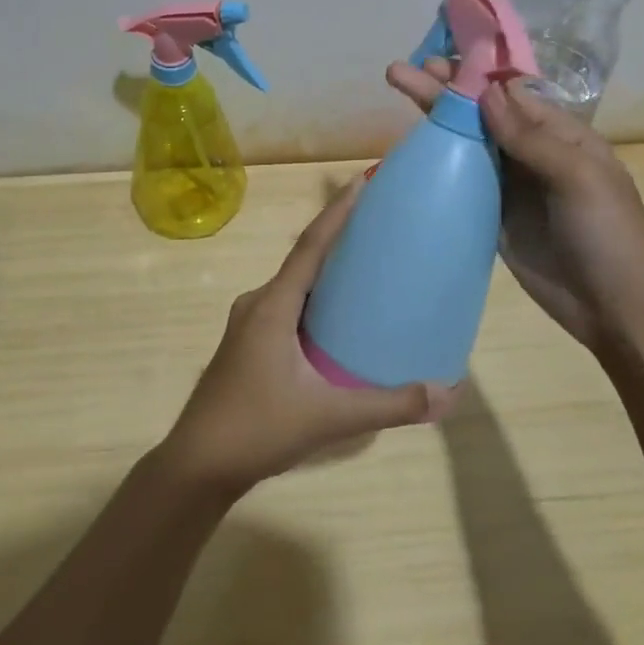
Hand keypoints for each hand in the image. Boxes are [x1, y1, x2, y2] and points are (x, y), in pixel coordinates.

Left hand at [158, 178, 454, 495]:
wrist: (198, 464)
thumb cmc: (258, 428)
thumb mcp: (329, 416)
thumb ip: (388, 405)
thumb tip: (445, 394)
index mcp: (272, 305)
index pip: (310, 246)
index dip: (337, 211)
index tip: (362, 180)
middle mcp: (258, 304)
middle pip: (303, 259)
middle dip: (338, 237)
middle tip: (379, 224)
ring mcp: (248, 325)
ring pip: (294, 286)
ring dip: (326, 271)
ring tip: (365, 268)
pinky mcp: (247, 345)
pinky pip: (287, 306)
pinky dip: (314, 300)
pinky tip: (337, 321)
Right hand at [386, 59, 643, 354]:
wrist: (614, 306)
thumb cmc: (608, 233)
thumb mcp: (579, 177)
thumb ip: (531, 137)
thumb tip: (487, 92)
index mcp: (560, 133)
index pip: (508, 93)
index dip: (472, 75)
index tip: (434, 58)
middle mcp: (531, 151)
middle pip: (480, 114)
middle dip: (443, 90)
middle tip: (399, 72)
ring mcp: (510, 185)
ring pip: (466, 143)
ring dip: (435, 120)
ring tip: (399, 94)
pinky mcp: (492, 215)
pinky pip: (461, 181)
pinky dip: (438, 163)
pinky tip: (411, 150)